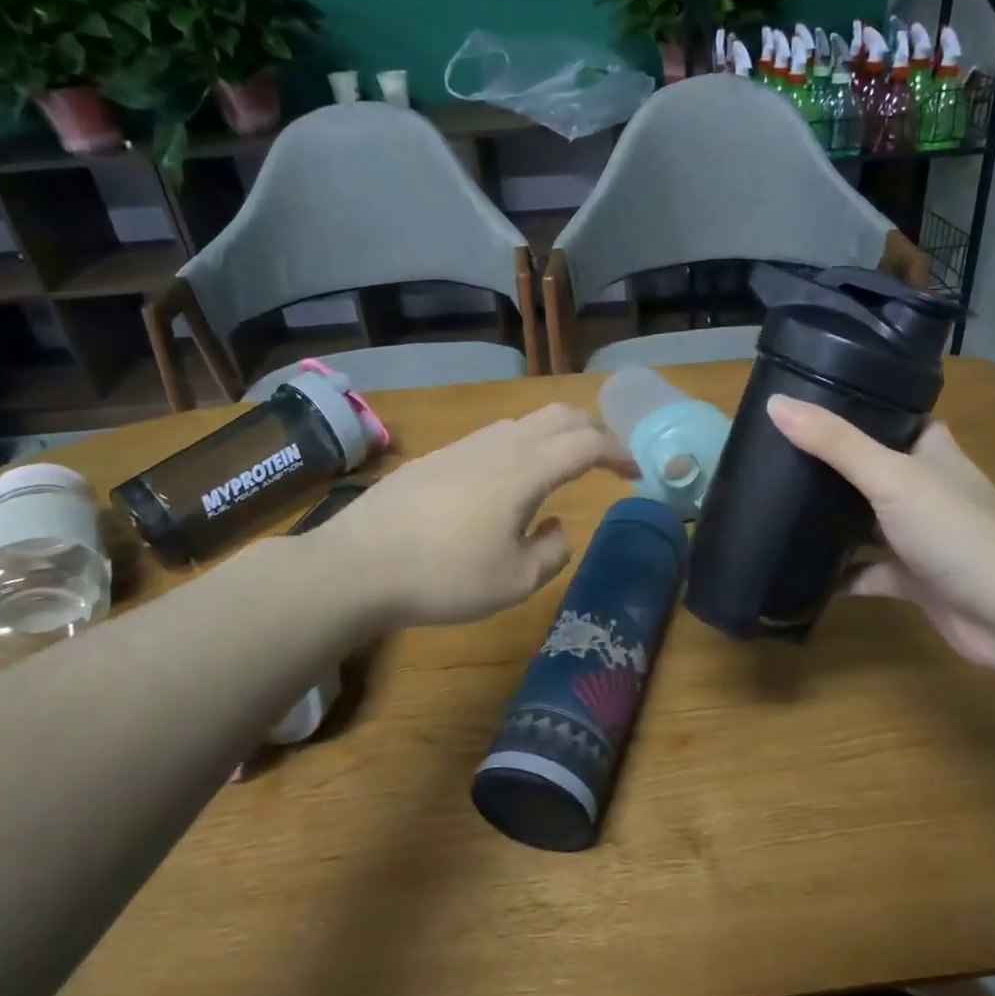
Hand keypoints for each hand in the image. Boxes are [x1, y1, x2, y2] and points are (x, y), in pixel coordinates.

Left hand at [316, 403, 633, 631]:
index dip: (619, 452)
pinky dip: (524, 445)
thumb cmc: (444, 576)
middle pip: (560, 415)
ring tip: (564, 467)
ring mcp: (465, 445)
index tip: (636, 471)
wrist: (357, 565)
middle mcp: (500, 444)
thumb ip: (552, 552)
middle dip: (593, 430)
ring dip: (557, 435)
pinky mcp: (439, 456)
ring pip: (526, 421)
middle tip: (608, 459)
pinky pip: (496, 436)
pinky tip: (511, 481)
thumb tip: (559, 527)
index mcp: (526, 469)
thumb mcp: (514, 580)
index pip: (588, 443)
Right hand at [767, 395, 994, 686]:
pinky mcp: (915, 579)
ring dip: (832, 520)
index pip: (892, 417)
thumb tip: (775, 404)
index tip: (805, 404)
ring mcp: (921, 535)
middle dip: (830, 465)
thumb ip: (834, 443)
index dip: (854, 408)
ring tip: (776, 506)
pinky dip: (840, 574)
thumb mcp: (890, 477)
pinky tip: (800, 573)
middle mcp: (927, 488)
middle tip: (775, 456)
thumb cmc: (956, 531)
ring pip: (867, 521)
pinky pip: (868, 571)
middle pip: (872, 468)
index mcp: (931, 452)